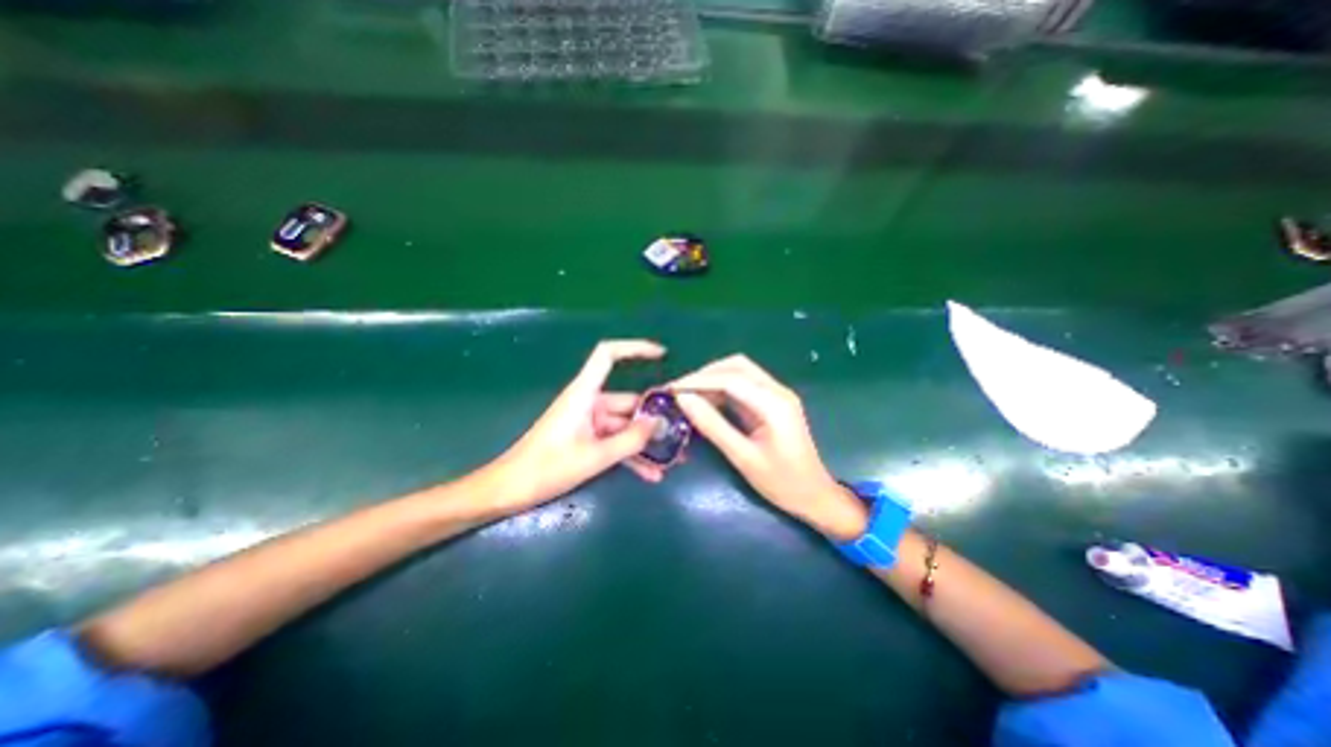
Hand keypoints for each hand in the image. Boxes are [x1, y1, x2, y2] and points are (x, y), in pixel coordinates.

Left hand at [495, 338, 670, 510]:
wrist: (509, 490)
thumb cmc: (546, 468)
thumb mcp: (594, 456)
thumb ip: (630, 440)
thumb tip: (660, 424)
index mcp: (584, 394)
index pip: (607, 356)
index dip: (634, 349)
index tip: (661, 355)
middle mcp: (589, 403)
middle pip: (628, 401)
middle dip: (653, 418)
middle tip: (680, 434)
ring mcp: (588, 422)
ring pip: (624, 426)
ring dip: (645, 443)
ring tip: (672, 460)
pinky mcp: (586, 439)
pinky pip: (614, 442)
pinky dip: (630, 455)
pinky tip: (651, 474)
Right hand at [672, 356, 867, 541]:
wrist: (815, 496)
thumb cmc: (781, 482)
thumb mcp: (743, 457)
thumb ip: (713, 426)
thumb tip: (683, 400)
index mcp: (774, 403)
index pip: (730, 378)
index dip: (698, 380)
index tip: (671, 389)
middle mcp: (777, 391)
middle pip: (736, 366)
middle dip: (705, 374)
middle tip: (679, 391)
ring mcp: (777, 395)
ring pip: (740, 372)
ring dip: (713, 379)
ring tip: (688, 395)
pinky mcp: (773, 402)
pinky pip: (744, 386)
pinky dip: (722, 389)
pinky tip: (706, 401)